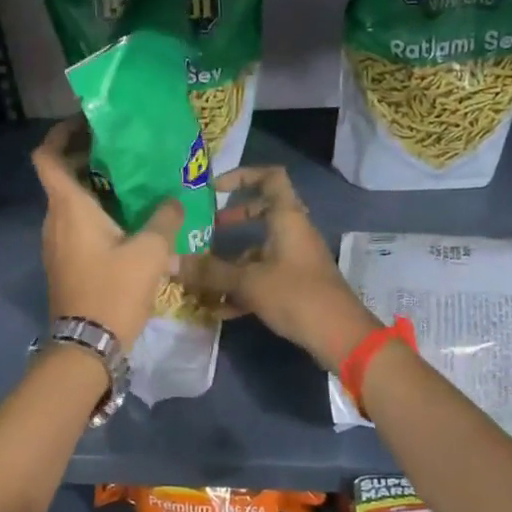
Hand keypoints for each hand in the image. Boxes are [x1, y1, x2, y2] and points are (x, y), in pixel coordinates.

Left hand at [31, 118, 182, 350]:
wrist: (87, 345)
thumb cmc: (114, 290)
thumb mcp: (150, 252)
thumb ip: (164, 219)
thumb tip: (173, 200)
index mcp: (68, 206)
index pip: (47, 156)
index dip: (60, 134)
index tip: (85, 123)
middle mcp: (54, 219)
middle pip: (61, 176)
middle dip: (87, 158)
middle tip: (123, 151)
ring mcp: (55, 242)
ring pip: (70, 202)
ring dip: (94, 188)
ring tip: (132, 184)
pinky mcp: (63, 262)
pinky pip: (75, 224)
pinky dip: (94, 213)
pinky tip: (128, 221)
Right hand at [181, 166, 378, 369]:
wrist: (340, 336)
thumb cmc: (296, 295)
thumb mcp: (248, 282)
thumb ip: (210, 272)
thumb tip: (171, 261)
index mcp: (287, 218)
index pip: (270, 177)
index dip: (242, 175)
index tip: (215, 188)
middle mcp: (293, 232)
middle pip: (262, 212)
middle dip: (233, 219)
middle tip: (207, 228)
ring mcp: (295, 259)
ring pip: (260, 248)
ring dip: (232, 260)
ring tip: (202, 276)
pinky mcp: (296, 284)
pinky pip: (264, 275)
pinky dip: (242, 286)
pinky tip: (218, 308)